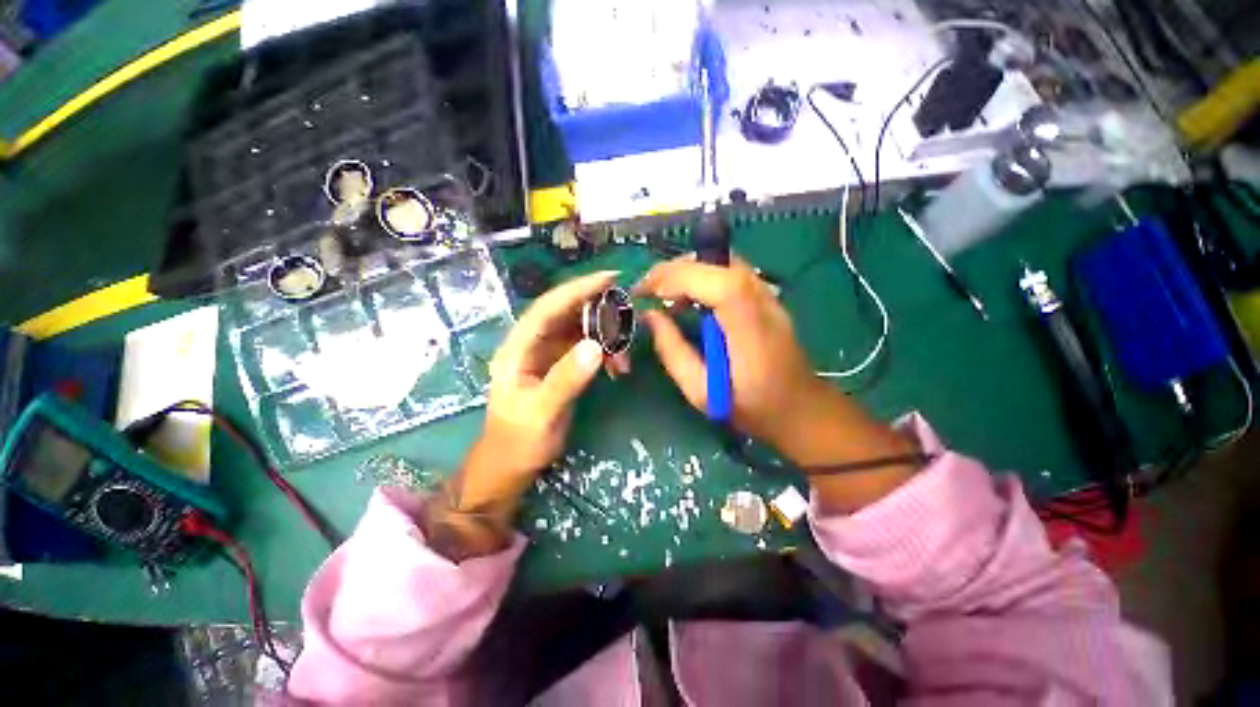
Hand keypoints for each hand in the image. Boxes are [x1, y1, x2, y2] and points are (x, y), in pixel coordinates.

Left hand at [458, 270, 621, 511]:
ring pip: (580, 330)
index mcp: (518, 347)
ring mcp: (548, 354)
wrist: (512, 464)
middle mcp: (533, 344)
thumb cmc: (519, 440)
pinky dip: (605, 352)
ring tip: (624, 351)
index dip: (577, 289)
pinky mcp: (562, 365)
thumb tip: (596, 346)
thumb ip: (566, 379)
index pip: (548, 307)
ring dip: (605, 335)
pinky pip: (587, 348)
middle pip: (567, 313)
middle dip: (598, 310)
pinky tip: (617, 366)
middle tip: (628, 312)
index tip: (610, 278)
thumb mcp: (541, 411)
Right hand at [634, 256, 823, 452]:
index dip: (674, 277)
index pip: (713, 280)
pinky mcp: (765, 294)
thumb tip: (649, 315)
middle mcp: (761, 298)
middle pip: (714, 261)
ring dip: (685, 272)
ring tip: (662, 296)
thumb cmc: (750, 406)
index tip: (643, 293)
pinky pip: (726, 270)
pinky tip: (688, 299)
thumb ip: (672, 351)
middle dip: (672, 270)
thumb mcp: (701, 390)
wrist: (800, 408)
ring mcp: (766, 292)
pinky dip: (700, 276)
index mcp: (748, 324)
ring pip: (719, 261)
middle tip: (646, 292)